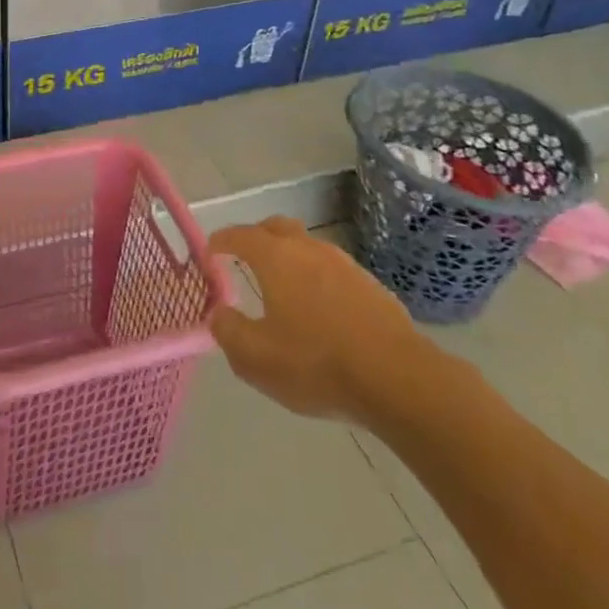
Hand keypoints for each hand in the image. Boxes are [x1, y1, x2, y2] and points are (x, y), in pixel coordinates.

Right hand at [209, 217, 441, 426]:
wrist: (399, 380)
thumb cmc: (317, 364)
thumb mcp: (256, 358)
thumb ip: (228, 331)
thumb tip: (218, 314)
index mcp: (276, 258)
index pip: (239, 235)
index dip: (220, 241)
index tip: (209, 253)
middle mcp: (309, 250)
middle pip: (276, 228)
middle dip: (256, 238)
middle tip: (244, 260)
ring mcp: (345, 265)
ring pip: (308, 248)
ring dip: (290, 259)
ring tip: (283, 288)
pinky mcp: (372, 287)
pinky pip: (334, 272)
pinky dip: (318, 280)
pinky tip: (321, 312)